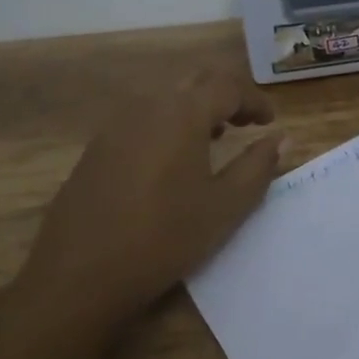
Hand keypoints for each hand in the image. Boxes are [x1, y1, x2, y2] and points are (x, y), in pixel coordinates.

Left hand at [22, 67, 284, 327]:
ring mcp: (116, 125)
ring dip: (194, 108)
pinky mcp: (96, 148)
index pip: (228, 87)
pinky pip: (141, 119)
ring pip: (165, 97)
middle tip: (246, 122)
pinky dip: (167, 124)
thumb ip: (257, 167)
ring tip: (213, 139)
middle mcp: (148, 106)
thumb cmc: (164, 238)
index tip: (270, 122)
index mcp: (183, 113)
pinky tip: (170, 161)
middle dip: (225, 95)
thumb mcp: (224, 207)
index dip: (254, 100)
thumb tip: (281, 139)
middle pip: (195, 81)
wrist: (77, 277)